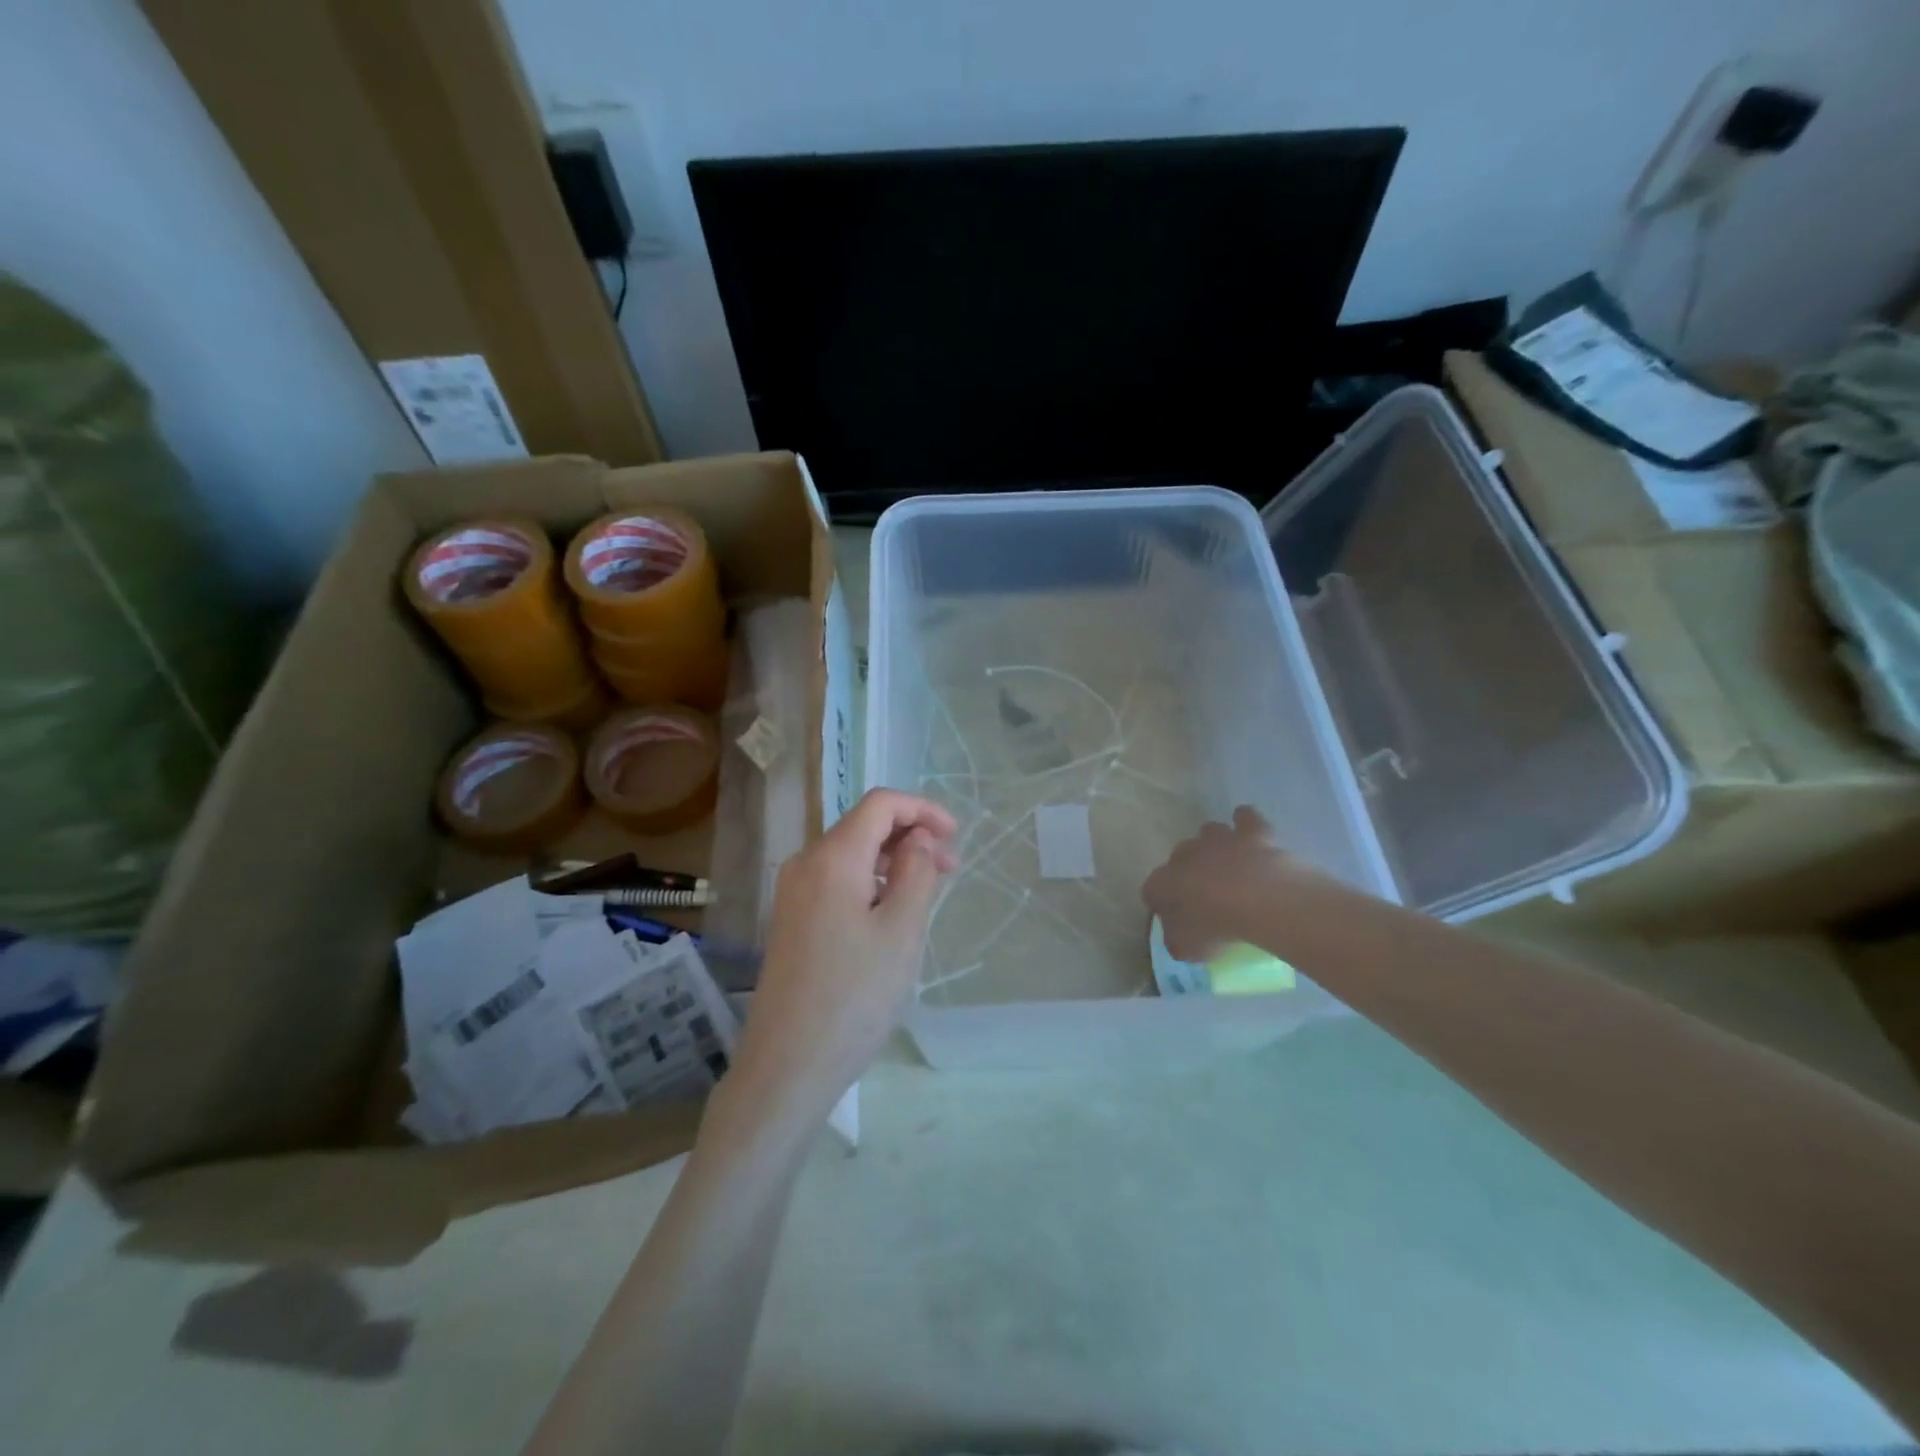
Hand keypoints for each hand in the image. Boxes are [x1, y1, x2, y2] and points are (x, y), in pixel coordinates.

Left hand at [722, 789, 957, 1128]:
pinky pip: (837, 882)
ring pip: (851, 855)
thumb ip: (915, 872)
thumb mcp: (901, 931)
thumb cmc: (854, 996)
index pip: (880, 805)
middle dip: (910, 836)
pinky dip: (870, 883)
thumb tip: (917, 837)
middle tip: (949, 870)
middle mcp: (805, 864)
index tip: (955, 837)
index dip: (922, 810)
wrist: (787, 1066)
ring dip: (892, 861)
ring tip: (927, 892)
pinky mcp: (792, 920)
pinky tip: (891, 914)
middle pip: (863, 826)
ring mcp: (793, 893)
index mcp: (832, 858)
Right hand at [1142, 806, 1307, 961]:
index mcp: (1163, 882)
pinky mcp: (1250, 832)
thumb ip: (1177, 941)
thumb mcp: (1189, 949)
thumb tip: (1177, 938)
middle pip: (1178, 857)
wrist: (1260, 900)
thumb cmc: (1217, 927)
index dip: (1162, 903)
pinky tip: (1249, 831)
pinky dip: (1245, 822)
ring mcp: (1218, 839)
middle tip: (1205, 894)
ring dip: (1214, 845)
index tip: (1175, 918)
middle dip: (1187, 871)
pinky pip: (1245, 818)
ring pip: (1208, 832)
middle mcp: (1185, 854)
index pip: (1152, 890)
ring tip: (1228, 864)